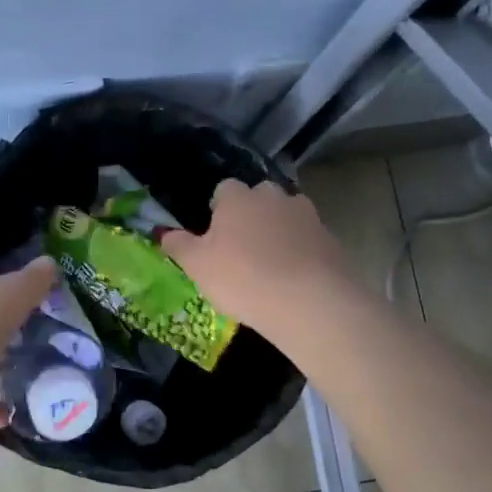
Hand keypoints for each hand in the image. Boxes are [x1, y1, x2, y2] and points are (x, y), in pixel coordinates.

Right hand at [161, 179, 352, 332]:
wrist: (308, 301)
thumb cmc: (242, 278)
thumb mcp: (197, 266)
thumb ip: (178, 245)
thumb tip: (162, 232)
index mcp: (238, 197)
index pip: (224, 190)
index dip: (218, 210)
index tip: (215, 236)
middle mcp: (273, 196)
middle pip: (258, 199)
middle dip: (250, 216)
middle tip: (241, 250)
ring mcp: (306, 214)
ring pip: (285, 217)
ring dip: (277, 232)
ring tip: (269, 266)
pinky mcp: (330, 238)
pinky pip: (307, 239)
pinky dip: (299, 251)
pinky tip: (293, 278)